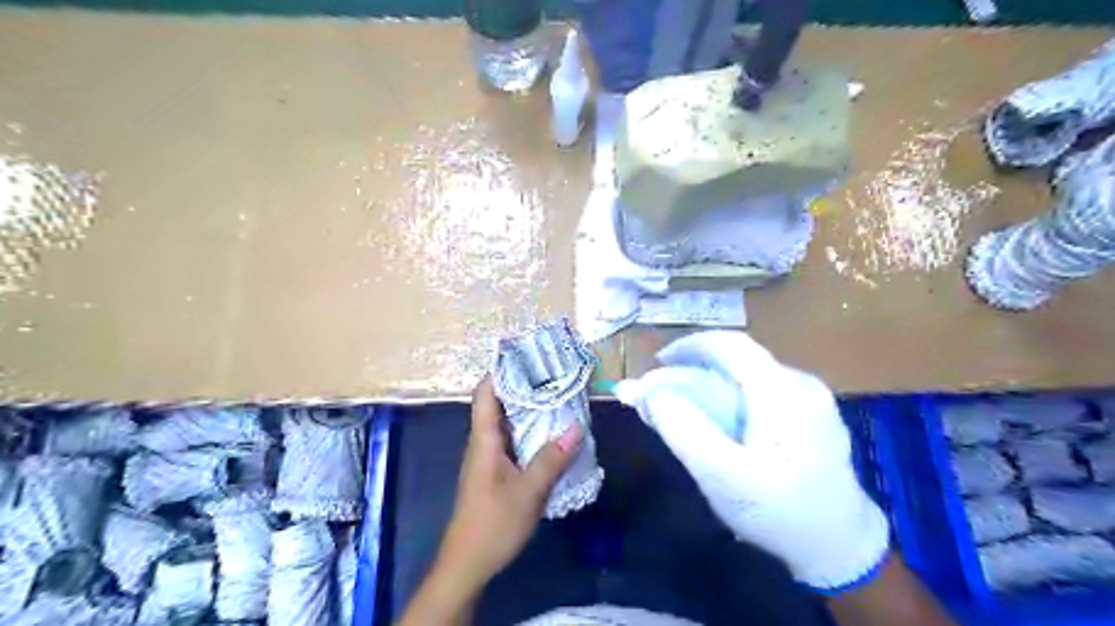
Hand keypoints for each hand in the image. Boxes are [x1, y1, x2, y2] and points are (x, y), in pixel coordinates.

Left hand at [433, 376, 583, 590]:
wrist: (468, 563)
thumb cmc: (493, 524)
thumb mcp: (528, 491)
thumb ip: (551, 459)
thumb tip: (577, 426)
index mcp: (484, 439)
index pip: (486, 393)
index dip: (501, 371)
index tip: (526, 355)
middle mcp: (483, 442)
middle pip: (498, 403)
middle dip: (522, 386)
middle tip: (552, 373)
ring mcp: (488, 458)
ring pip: (507, 423)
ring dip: (528, 409)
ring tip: (556, 396)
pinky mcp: (495, 472)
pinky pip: (512, 441)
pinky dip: (529, 431)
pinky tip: (550, 433)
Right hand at [613, 332, 894, 591]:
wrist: (843, 548)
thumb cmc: (781, 513)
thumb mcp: (723, 477)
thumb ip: (683, 430)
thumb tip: (651, 393)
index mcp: (783, 391)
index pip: (731, 344)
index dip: (689, 346)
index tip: (657, 364)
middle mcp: (800, 383)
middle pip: (737, 362)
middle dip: (693, 373)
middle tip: (662, 398)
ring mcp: (810, 399)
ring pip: (747, 377)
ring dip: (709, 387)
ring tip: (683, 413)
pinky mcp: (811, 415)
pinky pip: (761, 393)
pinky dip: (730, 400)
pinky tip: (718, 425)